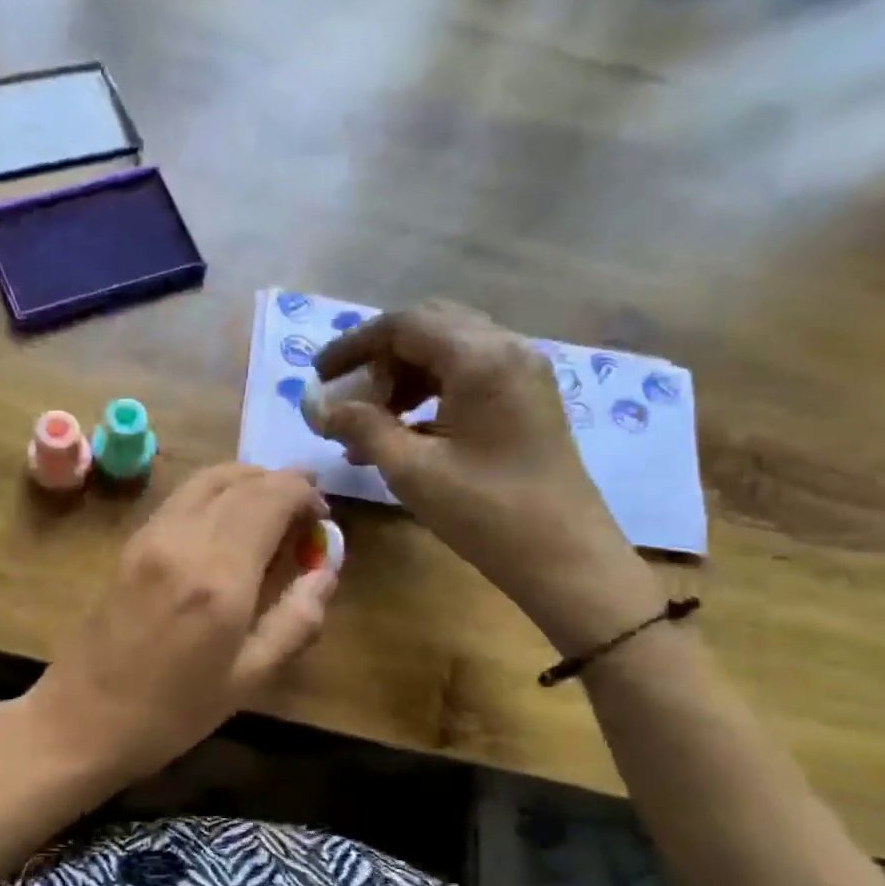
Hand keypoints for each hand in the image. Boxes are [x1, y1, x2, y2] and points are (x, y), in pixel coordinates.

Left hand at [23, 464, 335, 785]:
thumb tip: (327, 572)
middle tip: (305, 512)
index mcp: (220, 574)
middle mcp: (185, 538)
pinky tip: (229, 522)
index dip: (305, 494)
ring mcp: (152, 534)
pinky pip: (183, 495)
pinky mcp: (132, 541)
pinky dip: (216, 492)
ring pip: (208, 478)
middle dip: (281, 484)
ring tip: (272, 509)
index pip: (271, 497)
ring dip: (247, 481)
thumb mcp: (248, 679)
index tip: (323, 516)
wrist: (82, 718)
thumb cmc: (172, 712)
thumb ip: (296, 620)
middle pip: (242, 480)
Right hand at [315, 302, 657, 651]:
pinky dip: (428, 395)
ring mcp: (522, 374)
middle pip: (428, 329)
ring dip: (402, 379)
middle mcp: (506, 349)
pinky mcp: (526, 400)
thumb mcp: (413, 471)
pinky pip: (467, 378)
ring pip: (447, 353)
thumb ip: (361, 428)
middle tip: (345, 395)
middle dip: (379, 359)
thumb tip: (317, 407)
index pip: (403, 325)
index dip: (353, 345)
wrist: (566, 559)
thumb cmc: (487, 514)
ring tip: (367, 424)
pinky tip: (401, 435)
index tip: (318, 375)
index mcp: (480, 358)